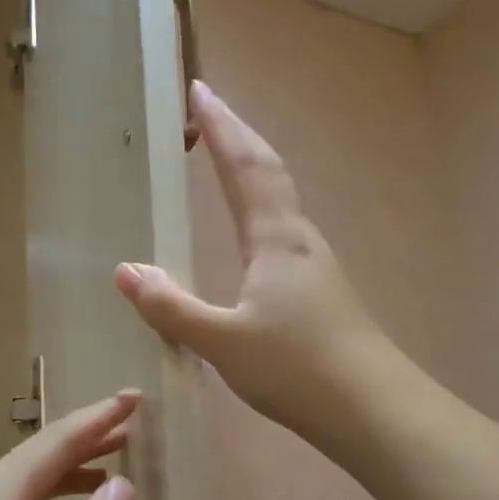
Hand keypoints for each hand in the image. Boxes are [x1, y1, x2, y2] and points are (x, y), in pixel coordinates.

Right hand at [114, 80, 390, 443]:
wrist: (372, 409)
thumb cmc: (296, 368)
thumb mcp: (222, 341)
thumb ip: (171, 307)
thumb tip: (126, 271)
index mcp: (274, 239)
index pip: (244, 167)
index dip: (221, 127)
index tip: (199, 90)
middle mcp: (298, 240)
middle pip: (267, 171)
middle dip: (236, 134)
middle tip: (209, 106)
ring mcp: (314, 265)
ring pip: (279, 199)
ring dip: (252, 167)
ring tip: (225, 156)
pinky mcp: (320, 292)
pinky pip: (282, 230)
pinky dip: (260, 206)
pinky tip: (253, 232)